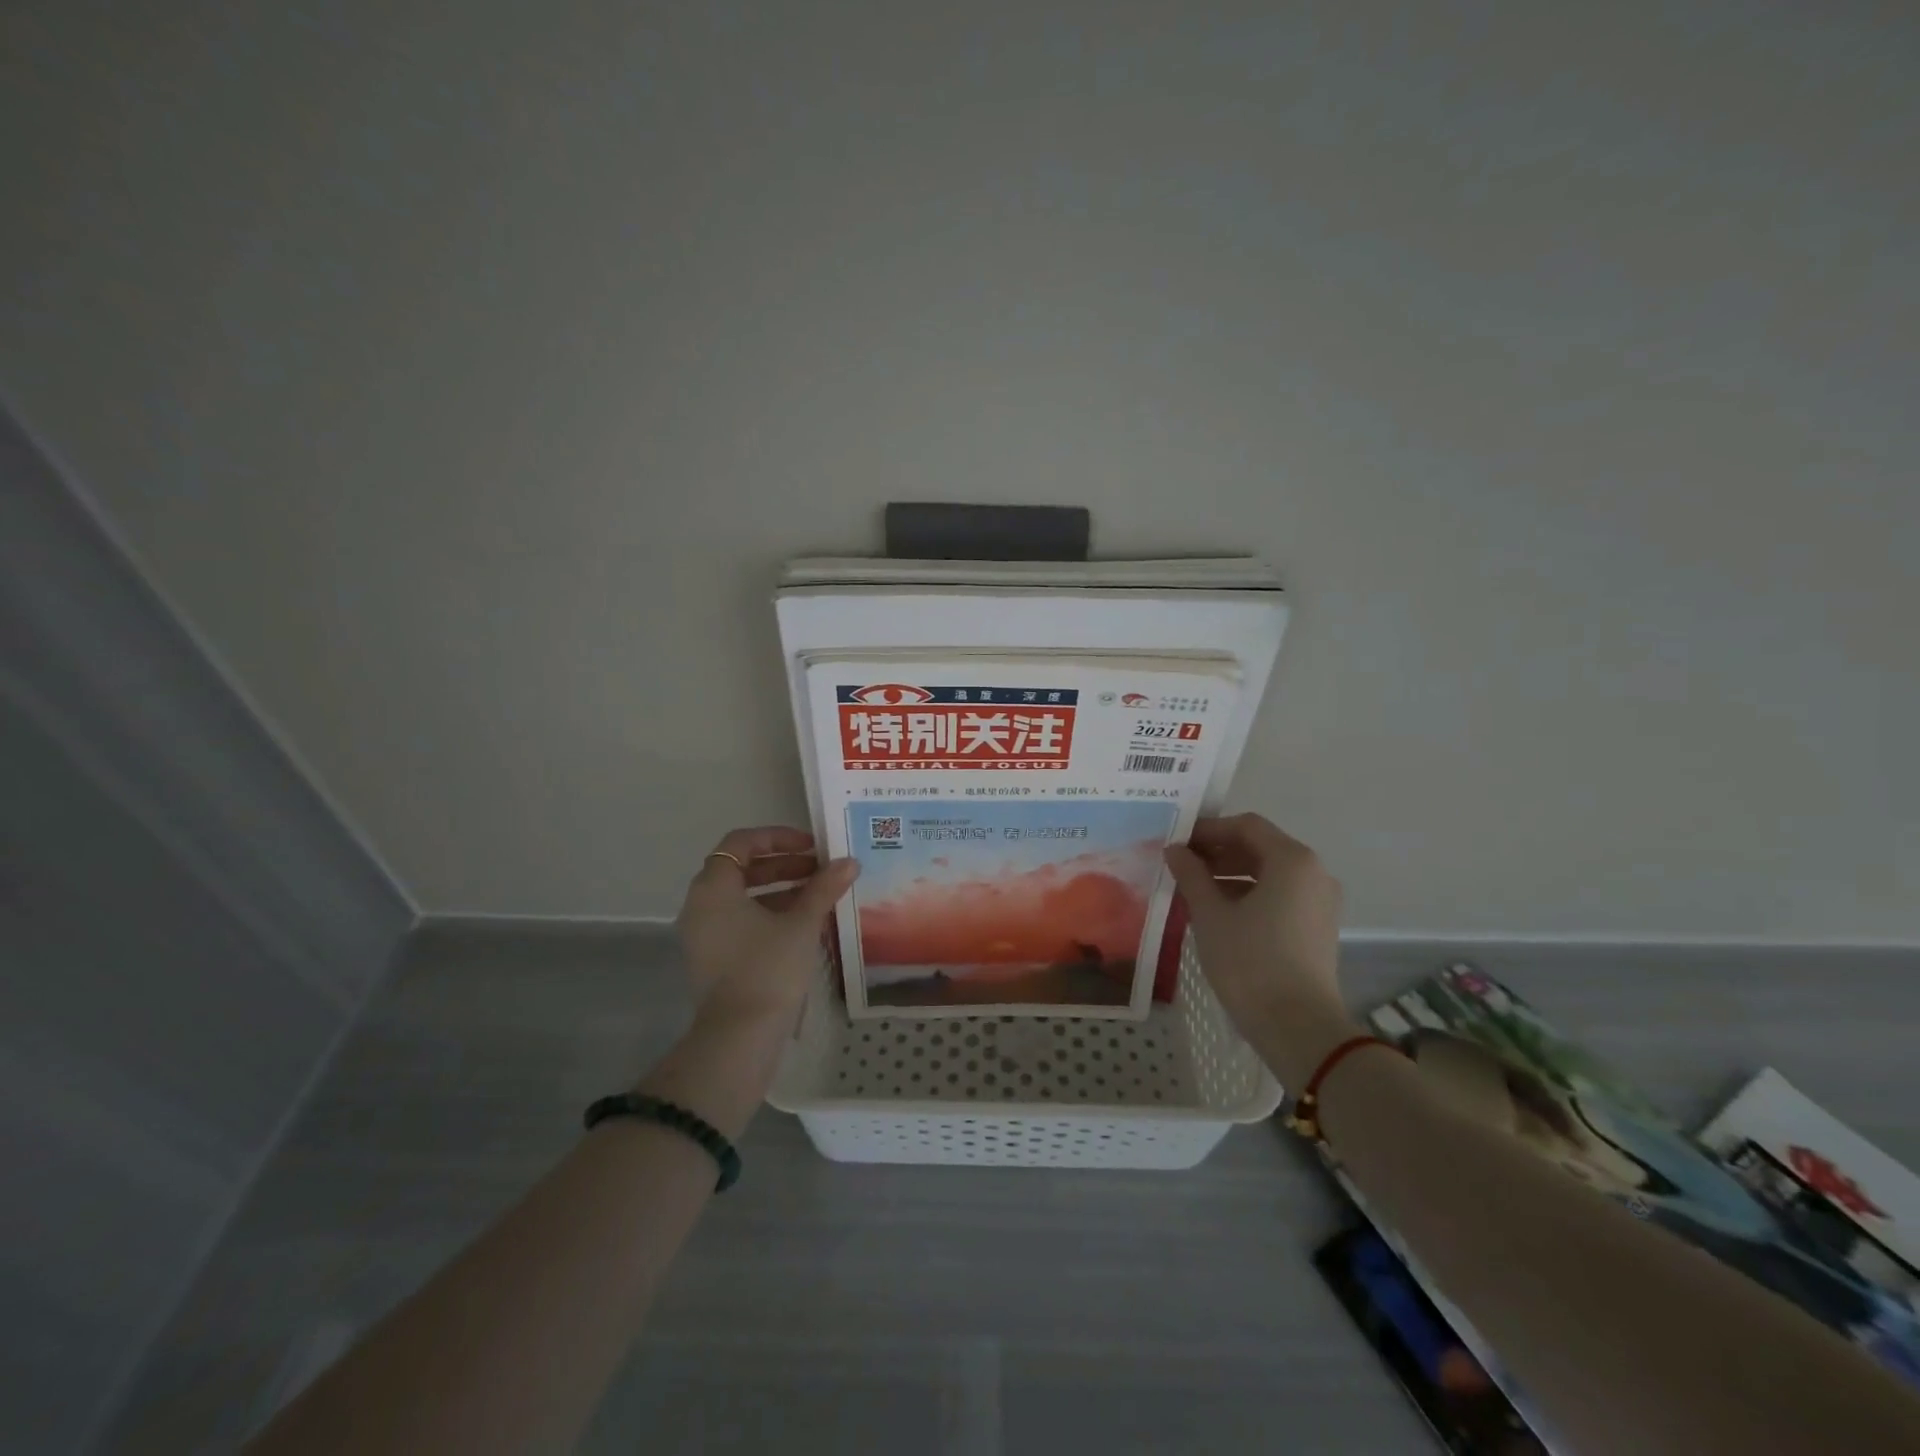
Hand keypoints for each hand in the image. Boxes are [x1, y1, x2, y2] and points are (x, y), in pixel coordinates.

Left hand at [674, 826, 858, 1029]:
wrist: (740, 1036)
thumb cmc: (768, 968)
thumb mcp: (802, 923)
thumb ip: (824, 888)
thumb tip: (849, 861)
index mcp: (714, 888)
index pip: (740, 843)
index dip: (777, 837)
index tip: (810, 846)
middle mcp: (701, 905)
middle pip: (742, 869)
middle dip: (784, 864)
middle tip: (820, 868)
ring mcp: (705, 934)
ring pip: (743, 896)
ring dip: (781, 888)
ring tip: (820, 893)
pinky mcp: (714, 957)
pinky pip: (741, 920)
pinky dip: (770, 912)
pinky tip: (805, 921)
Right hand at [1163, 813, 1357, 1085]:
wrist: (1298, 1028)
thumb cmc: (1250, 962)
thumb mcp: (1211, 914)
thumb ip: (1191, 874)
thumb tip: (1175, 849)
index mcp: (1292, 860)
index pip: (1246, 826)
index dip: (1208, 829)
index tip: (1176, 842)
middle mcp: (1314, 872)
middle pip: (1260, 847)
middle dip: (1218, 852)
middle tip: (1180, 866)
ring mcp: (1320, 901)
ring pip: (1269, 873)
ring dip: (1230, 875)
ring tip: (1193, 890)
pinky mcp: (1317, 927)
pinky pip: (1279, 896)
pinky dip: (1249, 895)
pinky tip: (1218, 912)